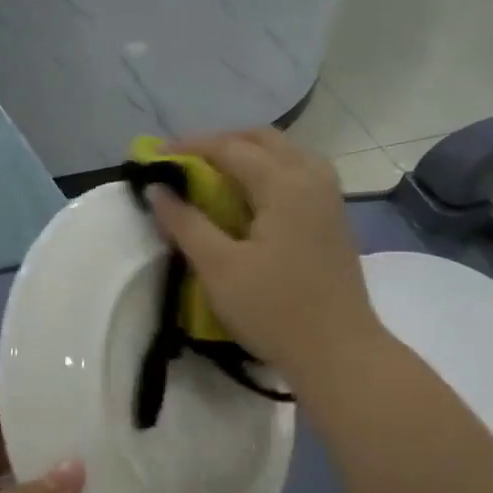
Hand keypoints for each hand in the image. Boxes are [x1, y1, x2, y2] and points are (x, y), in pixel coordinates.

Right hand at [147, 128, 385, 385]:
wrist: (339, 352)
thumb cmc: (275, 310)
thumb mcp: (219, 268)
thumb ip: (185, 223)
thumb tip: (157, 190)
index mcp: (285, 183)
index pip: (229, 148)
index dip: (188, 148)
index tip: (153, 156)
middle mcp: (312, 177)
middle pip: (262, 139)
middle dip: (219, 143)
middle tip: (183, 162)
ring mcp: (328, 196)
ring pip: (284, 152)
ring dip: (247, 154)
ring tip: (213, 175)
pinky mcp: (333, 217)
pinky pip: (297, 172)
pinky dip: (267, 171)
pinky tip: (249, 197)